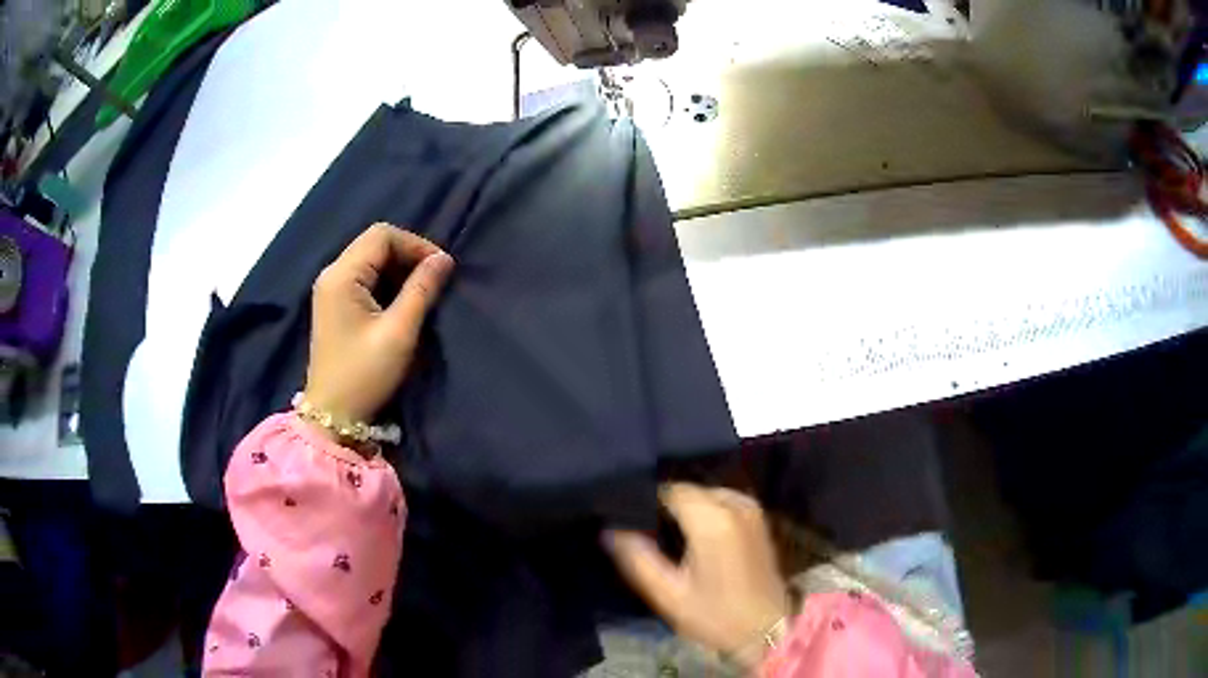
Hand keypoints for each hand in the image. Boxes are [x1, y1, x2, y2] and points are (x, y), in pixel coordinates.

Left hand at [304, 224, 453, 429]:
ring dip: (399, 269)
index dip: (415, 244)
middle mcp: (332, 274)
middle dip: (408, 255)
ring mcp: (331, 290)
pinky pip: (364, 278)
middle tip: (435, 280)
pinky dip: (387, 282)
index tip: (441, 269)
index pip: (382, 235)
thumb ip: (422, 290)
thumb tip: (444, 259)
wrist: (333, 415)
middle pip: (374, 244)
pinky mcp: (334, 305)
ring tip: (423, 291)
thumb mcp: (399, 332)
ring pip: (370, 260)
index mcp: (342, 275)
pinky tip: (402, 302)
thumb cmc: (365, 374)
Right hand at [604, 484, 789, 667]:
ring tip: (662, 534)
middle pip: (687, 490)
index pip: (668, 489)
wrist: (767, 629)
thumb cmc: (716, 616)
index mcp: (713, 519)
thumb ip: (637, 559)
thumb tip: (609, 530)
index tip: (625, 519)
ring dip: (683, 508)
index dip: (643, 500)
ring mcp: (750, 508)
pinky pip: (720, 501)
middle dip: (662, 505)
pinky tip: (690, 536)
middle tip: (640, 531)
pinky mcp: (757, 517)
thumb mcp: (668, 594)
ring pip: (703, 494)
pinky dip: (702, 511)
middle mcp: (734, 503)